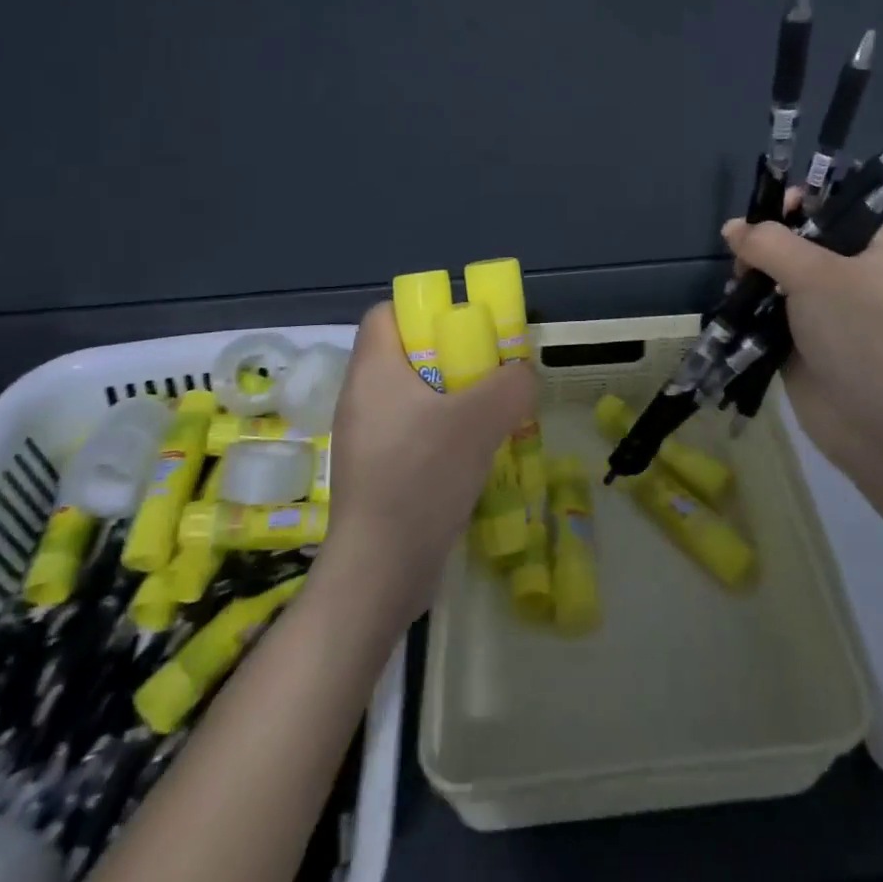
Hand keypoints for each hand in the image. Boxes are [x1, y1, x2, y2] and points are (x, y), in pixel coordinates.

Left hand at [311, 303, 536, 624]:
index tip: (465, 327)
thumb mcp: (480, 420)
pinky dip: (442, 433)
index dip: (425, 309)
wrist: (379, 572)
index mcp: (373, 370)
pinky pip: (412, 432)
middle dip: (452, 356)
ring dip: (452, 399)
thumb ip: (511, 384)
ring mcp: (366, 438)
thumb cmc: (421, 478)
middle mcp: (361, 397)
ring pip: (414, 396)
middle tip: (490, 371)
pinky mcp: (375, 472)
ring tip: (490, 413)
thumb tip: (521, 374)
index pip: (388, 313)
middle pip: (407, 354)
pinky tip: (473, 454)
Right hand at [720, 214, 882, 493]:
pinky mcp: (801, 341)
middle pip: (800, 240)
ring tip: (738, 284)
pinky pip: (770, 311)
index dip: (802, 201)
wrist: (874, 424)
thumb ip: (770, 243)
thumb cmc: (857, 334)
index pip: (836, 208)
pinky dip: (751, 306)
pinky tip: (734, 306)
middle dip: (767, 242)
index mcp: (873, 251)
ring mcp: (825, 311)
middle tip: (747, 257)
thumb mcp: (815, 274)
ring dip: (754, 275)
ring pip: (779, 276)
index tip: (770, 213)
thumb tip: (732, 229)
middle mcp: (850, 276)